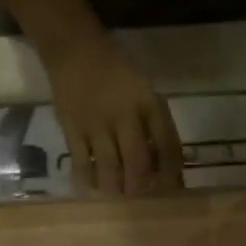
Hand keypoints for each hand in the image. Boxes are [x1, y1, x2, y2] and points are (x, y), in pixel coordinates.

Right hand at [45, 34, 183, 196]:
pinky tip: (95, 187)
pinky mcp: (72, 130)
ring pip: (110, 169)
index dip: (172, 172)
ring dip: (118, 189)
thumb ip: (155, 122)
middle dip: (143, 187)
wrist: (74, 48)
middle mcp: (123, 116)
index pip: (167, 144)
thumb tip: (167, 161)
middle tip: (143, 197)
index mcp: (146, 103)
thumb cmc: (116, 71)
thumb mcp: (144, 89)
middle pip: (137, 163)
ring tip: (120, 194)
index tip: (174, 188)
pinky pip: (82, 164)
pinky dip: (89, 180)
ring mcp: (96, 125)